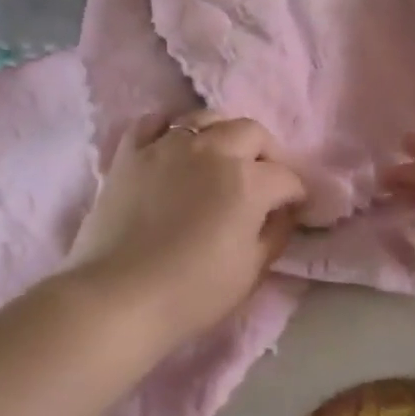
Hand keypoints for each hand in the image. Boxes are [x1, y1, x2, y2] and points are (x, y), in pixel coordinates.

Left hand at [67, 110, 305, 339]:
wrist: (119, 298)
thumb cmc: (192, 292)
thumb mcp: (251, 271)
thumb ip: (275, 234)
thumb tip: (283, 213)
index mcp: (247, 181)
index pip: (286, 177)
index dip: (296, 195)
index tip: (293, 210)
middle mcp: (212, 150)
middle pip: (252, 132)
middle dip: (266, 154)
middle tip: (262, 180)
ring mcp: (168, 145)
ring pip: (206, 117)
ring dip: (222, 134)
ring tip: (219, 159)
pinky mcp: (131, 152)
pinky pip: (154, 122)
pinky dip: (169, 128)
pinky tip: (172, 145)